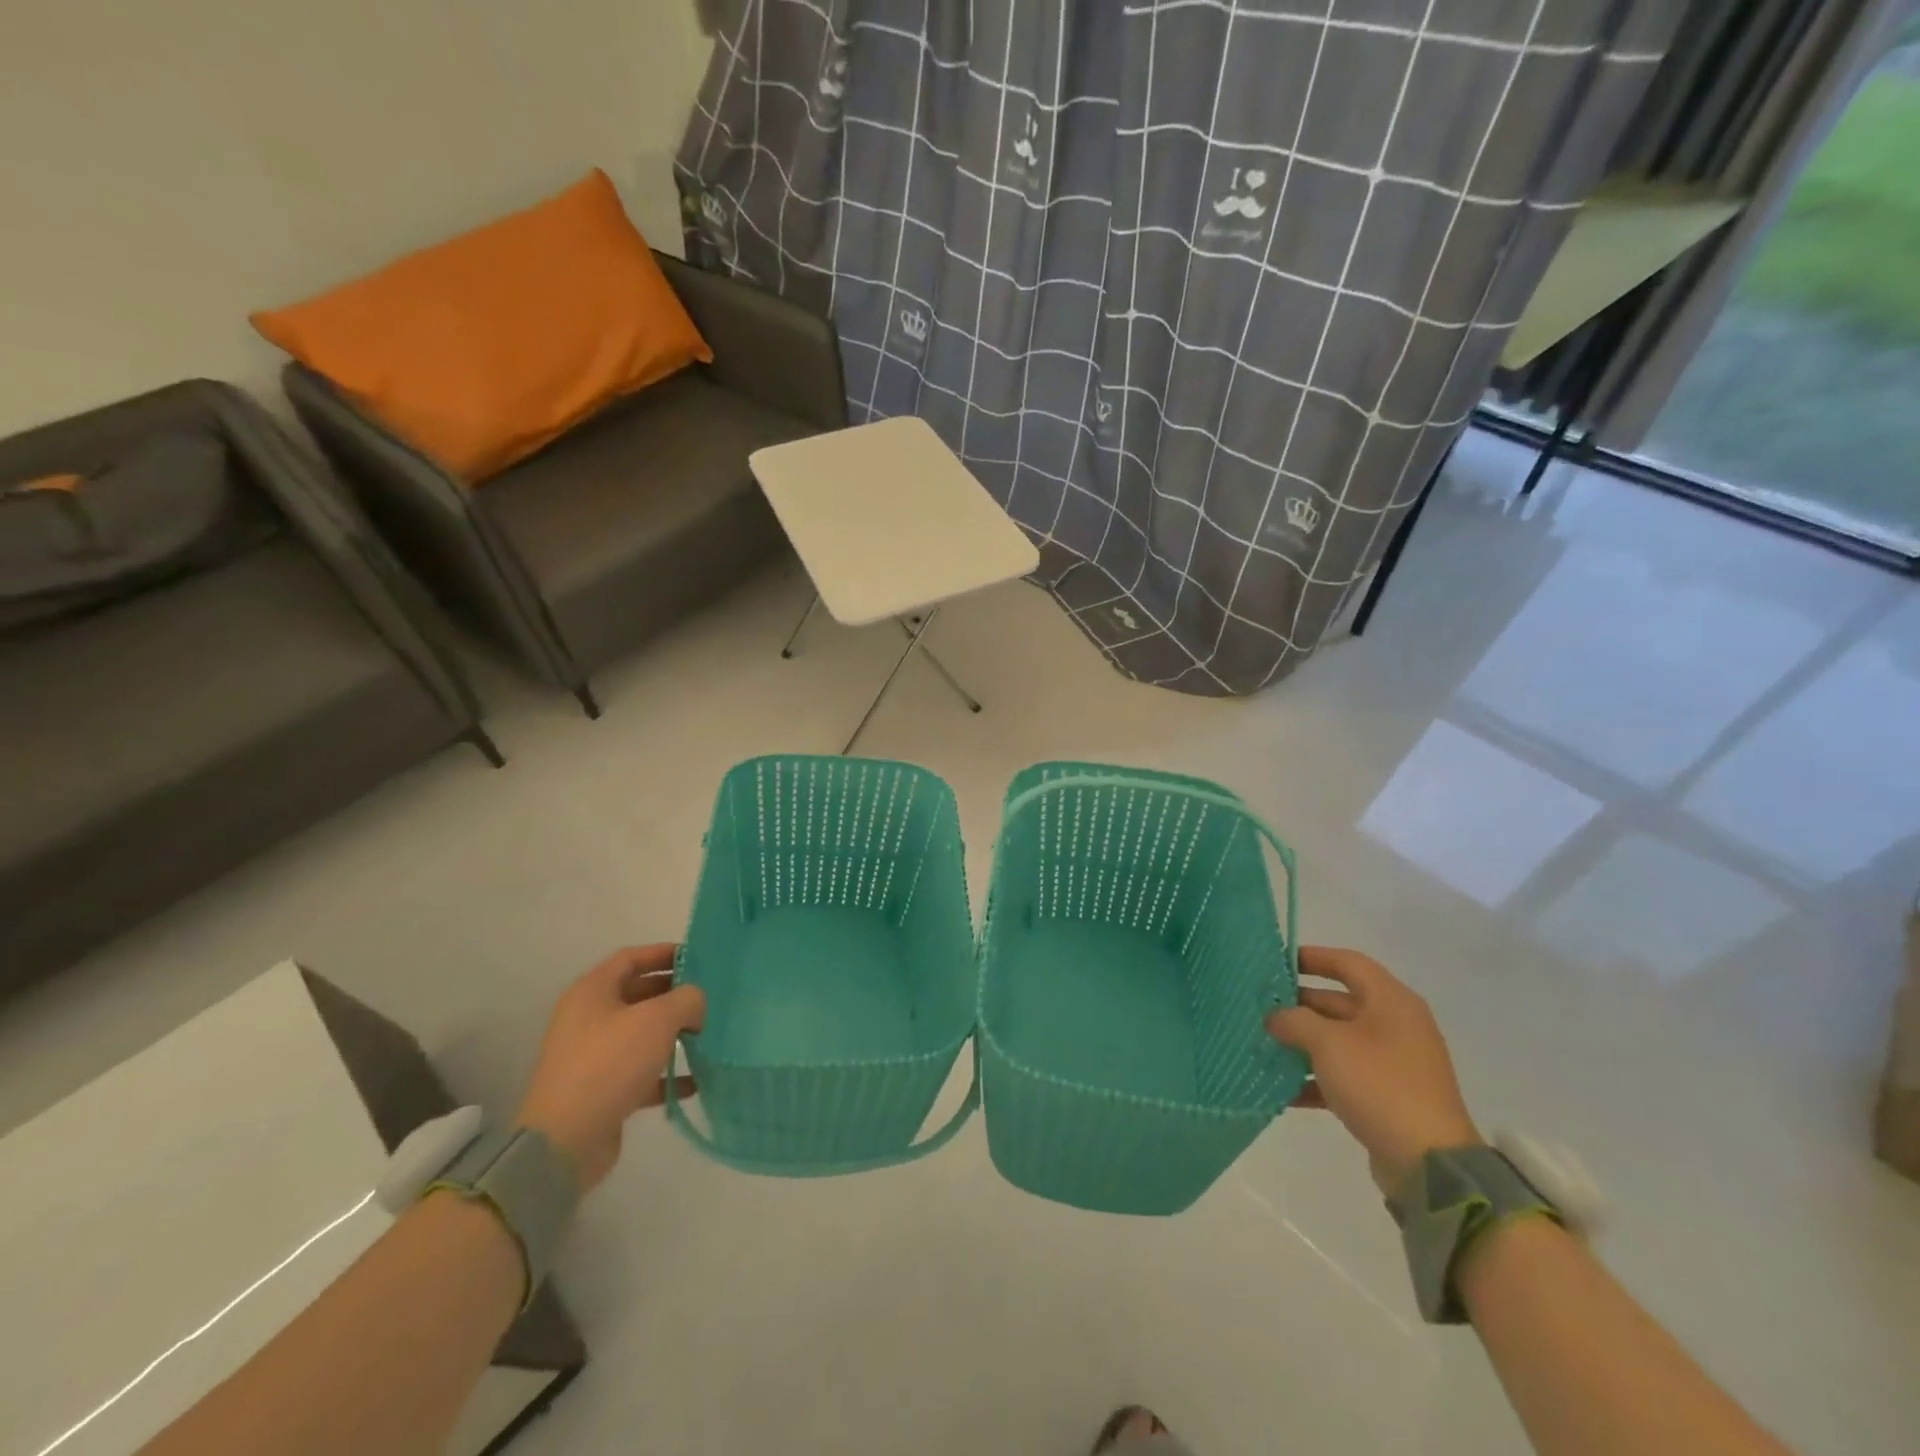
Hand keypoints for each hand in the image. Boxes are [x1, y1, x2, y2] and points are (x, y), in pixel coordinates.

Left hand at [515, 945, 704, 1191]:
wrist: (565, 1142)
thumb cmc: (610, 1063)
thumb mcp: (657, 1019)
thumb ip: (687, 1000)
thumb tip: (696, 1005)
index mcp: (592, 992)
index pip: (631, 958)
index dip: (664, 953)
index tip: (698, 957)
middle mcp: (588, 1019)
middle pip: (637, 994)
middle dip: (674, 994)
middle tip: (709, 996)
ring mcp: (592, 1056)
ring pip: (641, 1034)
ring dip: (673, 1033)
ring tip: (707, 1034)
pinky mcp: (601, 1090)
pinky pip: (641, 1072)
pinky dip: (666, 1073)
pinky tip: (695, 1081)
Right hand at [1266, 946, 1480, 1198]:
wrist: (1430, 1163)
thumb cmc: (1380, 1084)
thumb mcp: (1328, 1043)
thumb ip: (1295, 1021)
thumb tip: (1275, 1017)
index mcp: (1391, 1001)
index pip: (1348, 962)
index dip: (1313, 957)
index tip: (1277, 962)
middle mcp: (1395, 1025)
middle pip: (1340, 1002)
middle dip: (1299, 1005)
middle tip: (1260, 1006)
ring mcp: (1393, 1063)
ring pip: (1338, 1040)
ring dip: (1302, 1042)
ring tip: (1263, 1044)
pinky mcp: (1386, 1096)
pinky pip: (1343, 1075)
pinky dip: (1315, 1078)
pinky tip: (1282, 1089)